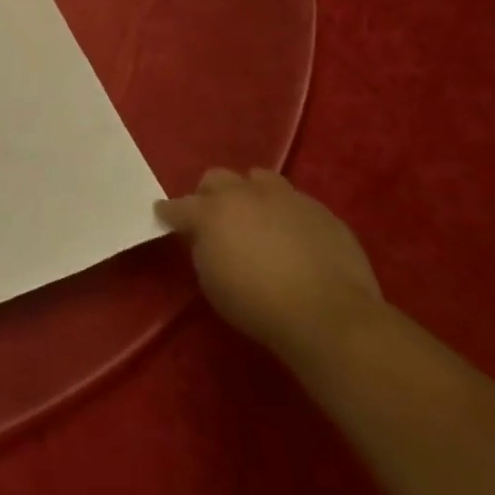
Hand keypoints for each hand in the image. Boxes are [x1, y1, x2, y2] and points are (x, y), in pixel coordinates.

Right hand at [155, 168, 381, 363]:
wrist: (329, 316)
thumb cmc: (257, 305)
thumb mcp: (211, 282)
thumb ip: (203, 249)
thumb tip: (206, 238)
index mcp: (210, 213)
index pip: (177, 206)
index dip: (168, 213)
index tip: (165, 218)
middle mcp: (244, 195)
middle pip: (217, 178)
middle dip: (210, 194)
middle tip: (216, 218)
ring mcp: (286, 198)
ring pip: (259, 179)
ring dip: (251, 194)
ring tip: (257, 217)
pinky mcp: (322, 211)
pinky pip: (296, 201)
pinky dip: (286, 212)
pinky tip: (293, 236)